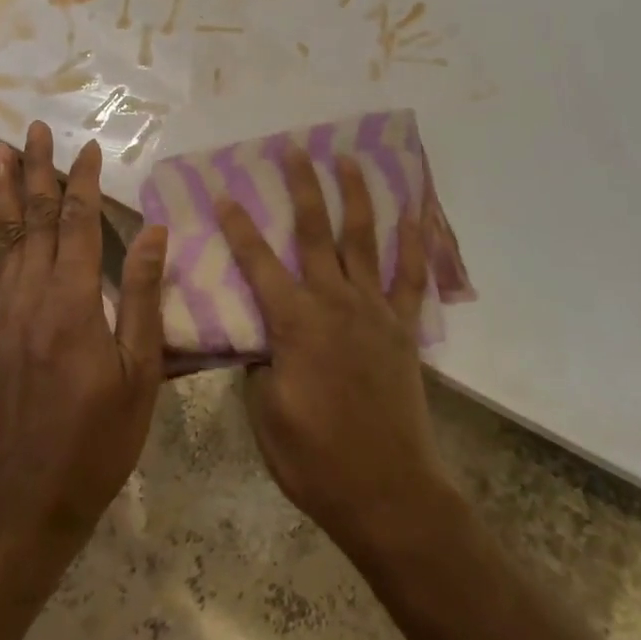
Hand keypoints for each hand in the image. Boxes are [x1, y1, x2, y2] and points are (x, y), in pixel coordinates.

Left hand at [0, 122, 167, 542]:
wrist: (26, 500)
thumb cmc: (98, 437)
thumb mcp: (140, 371)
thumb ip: (144, 296)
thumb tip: (155, 231)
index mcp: (74, 301)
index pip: (80, 224)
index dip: (85, 182)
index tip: (90, 147)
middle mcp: (32, 295)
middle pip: (36, 218)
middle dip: (38, 170)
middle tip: (34, 128)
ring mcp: (3, 313)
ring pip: (3, 237)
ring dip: (3, 191)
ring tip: (0, 152)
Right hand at [215, 149, 453, 553]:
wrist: (387, 491)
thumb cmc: (316, 460)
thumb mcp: (266, 416)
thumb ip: (260, 366)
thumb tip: (263, 338)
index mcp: (294, 323)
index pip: (258, 263)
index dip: (239, 227)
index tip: (225, 193)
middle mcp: (334, 302)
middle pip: (314, 232)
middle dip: (302, 187)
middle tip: (295, 148)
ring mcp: (373, 310)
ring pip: (362, 239)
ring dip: (354, 195)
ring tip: (348, 160)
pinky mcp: (402, 327)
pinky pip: (410, 276)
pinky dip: (414, 242)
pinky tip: (415, 213)